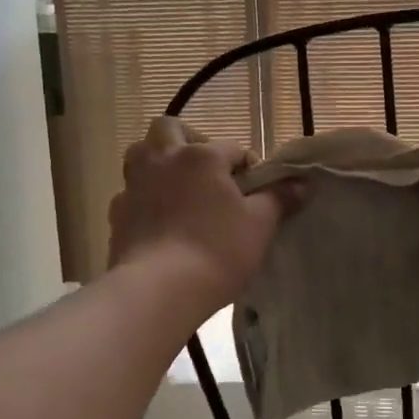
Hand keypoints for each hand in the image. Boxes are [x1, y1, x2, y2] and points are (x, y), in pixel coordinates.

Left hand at [107, 118, 285, 311]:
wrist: (158, 290)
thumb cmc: (216, 250)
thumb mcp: (260, 225)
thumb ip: (279, 199)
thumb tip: (301, 183)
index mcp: (201, 156)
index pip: (232, 147)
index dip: (247, 167)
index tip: (256, 192)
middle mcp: (163, 160)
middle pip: (169, 129)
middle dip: (188, 141)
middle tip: (206, 171)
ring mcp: (134, 185)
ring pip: (141, 155)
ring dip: (159, 163)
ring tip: (179, 190)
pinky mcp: (116, 214)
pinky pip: (130, 193)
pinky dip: (144, 199)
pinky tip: (158, 222)